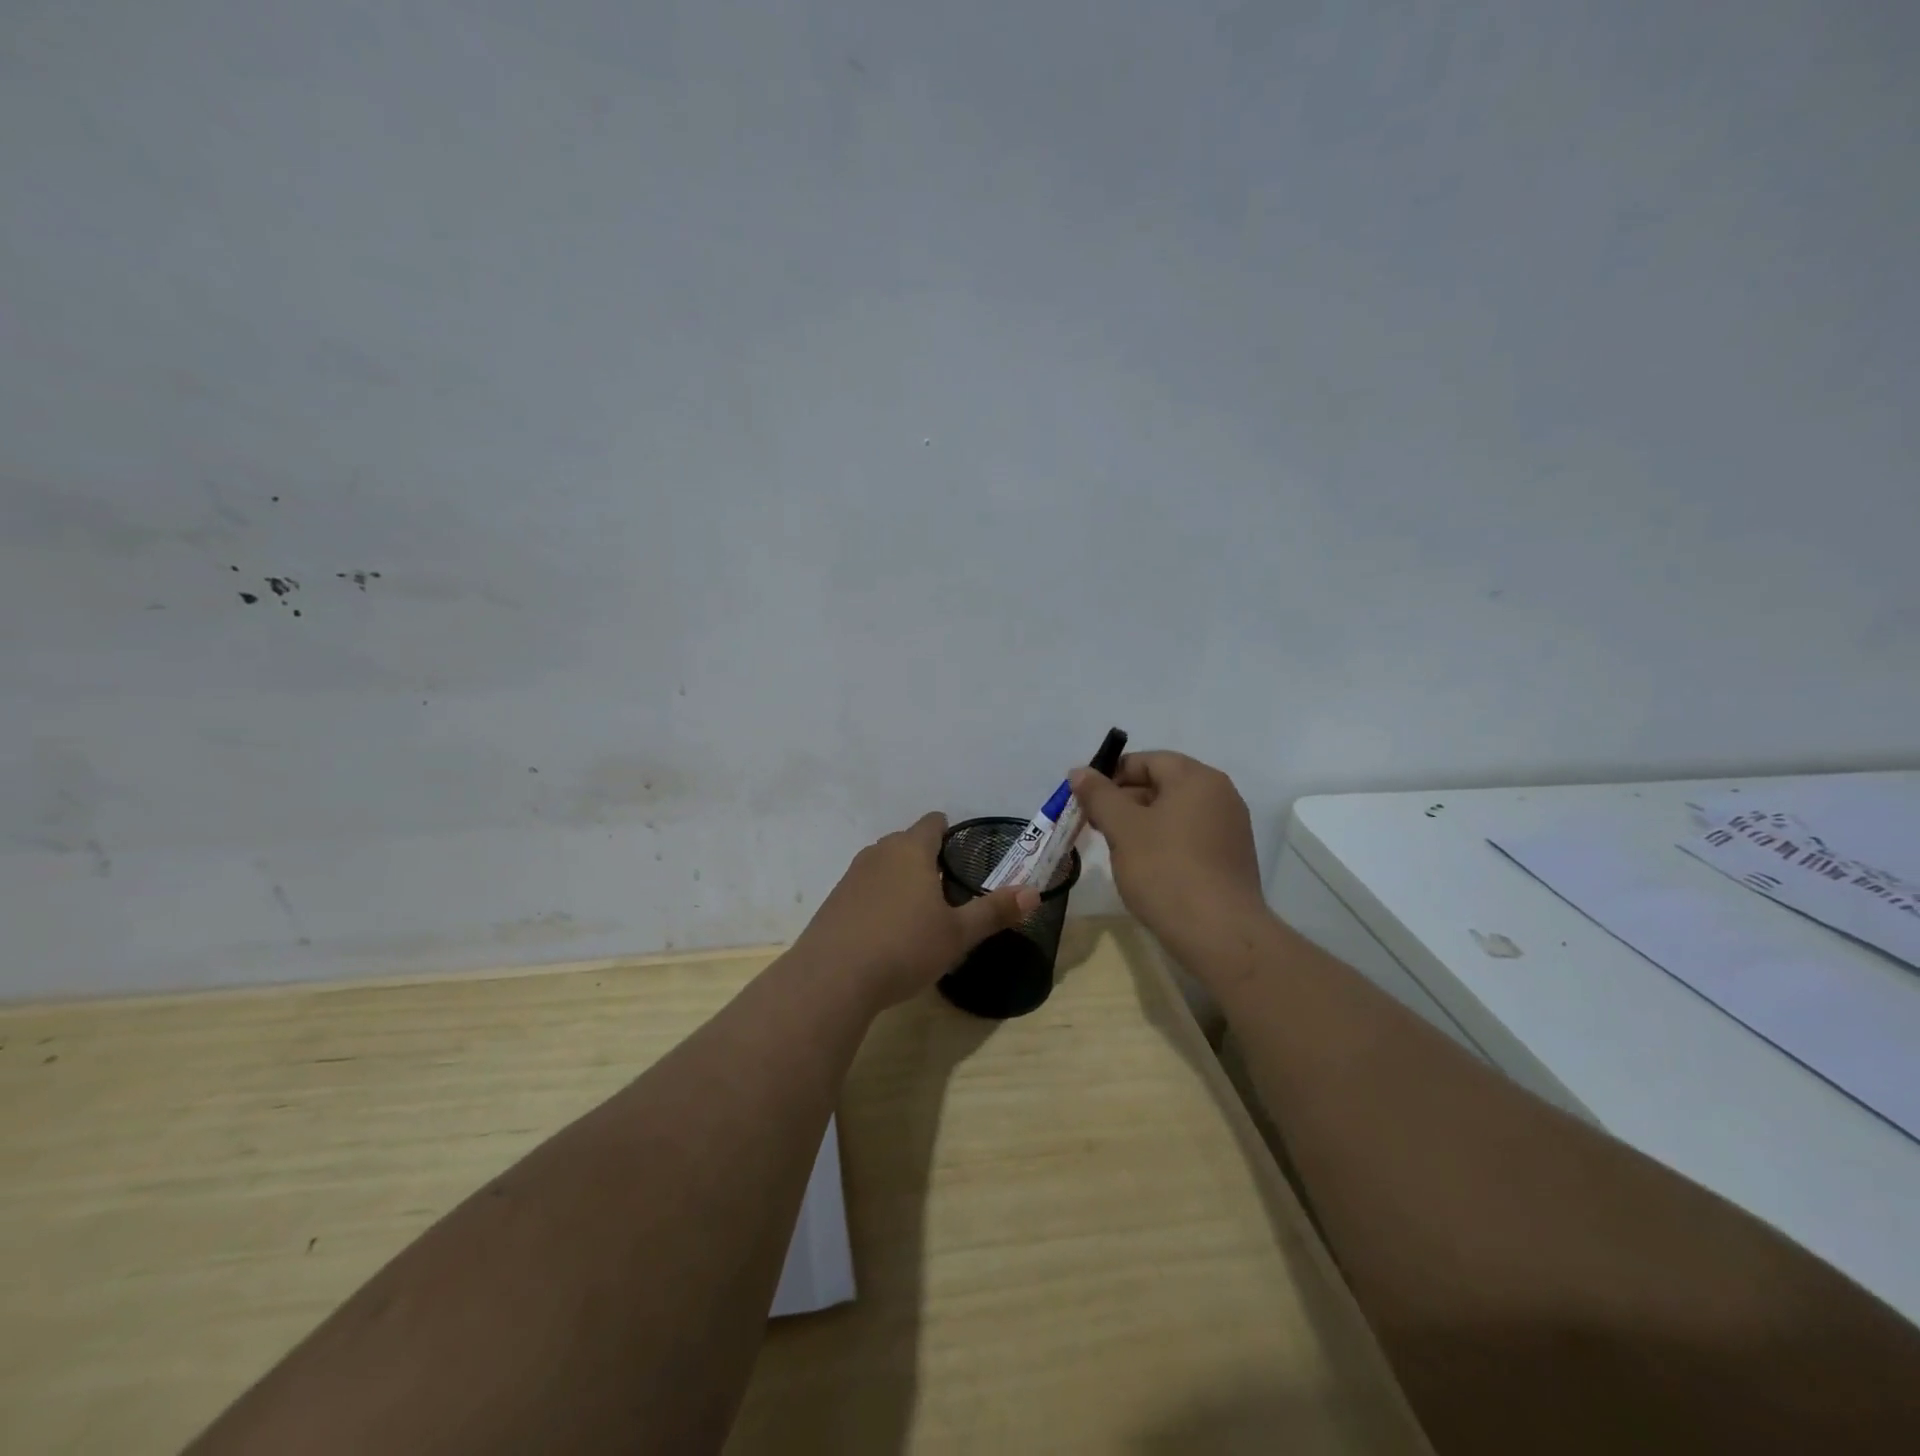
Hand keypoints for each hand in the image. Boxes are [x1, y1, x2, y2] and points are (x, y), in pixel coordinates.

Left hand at [792, 812, 1039, 1011]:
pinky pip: (866, 887)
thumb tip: (1034, 893)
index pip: (932, 823)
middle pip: (907, 842)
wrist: (833, 977)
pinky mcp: (835, 900)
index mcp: (911, 849)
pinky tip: (888, 930)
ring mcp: (852, 875)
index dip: (950, 832)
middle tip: (949, 887)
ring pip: (884, 864)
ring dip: (902, 878)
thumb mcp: (957, 934)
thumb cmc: (904, 947)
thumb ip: (994, 911)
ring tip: (920, 909)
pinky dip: (880, 898)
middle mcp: (879, 852)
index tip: (963, 853)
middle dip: (927, 858)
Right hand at [1069, 751, 1267, 959]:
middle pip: (1162, 784)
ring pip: (1174, 813)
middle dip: (1124, 800)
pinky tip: (1144, 866)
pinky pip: (1189, 836)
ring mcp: (1229, 828)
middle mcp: (1220, 795)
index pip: (1147, 761)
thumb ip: (1098, 795)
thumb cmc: (1166, 871)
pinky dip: (1163, 842)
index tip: (1085, 799)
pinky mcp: (1230, 858)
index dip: (1111, 775)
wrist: (1220, 934)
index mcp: (1197, 778)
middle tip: (1094, 824)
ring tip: (1114, 847)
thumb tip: (1080, 771)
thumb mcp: (1122, 828)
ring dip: (1141, 823)